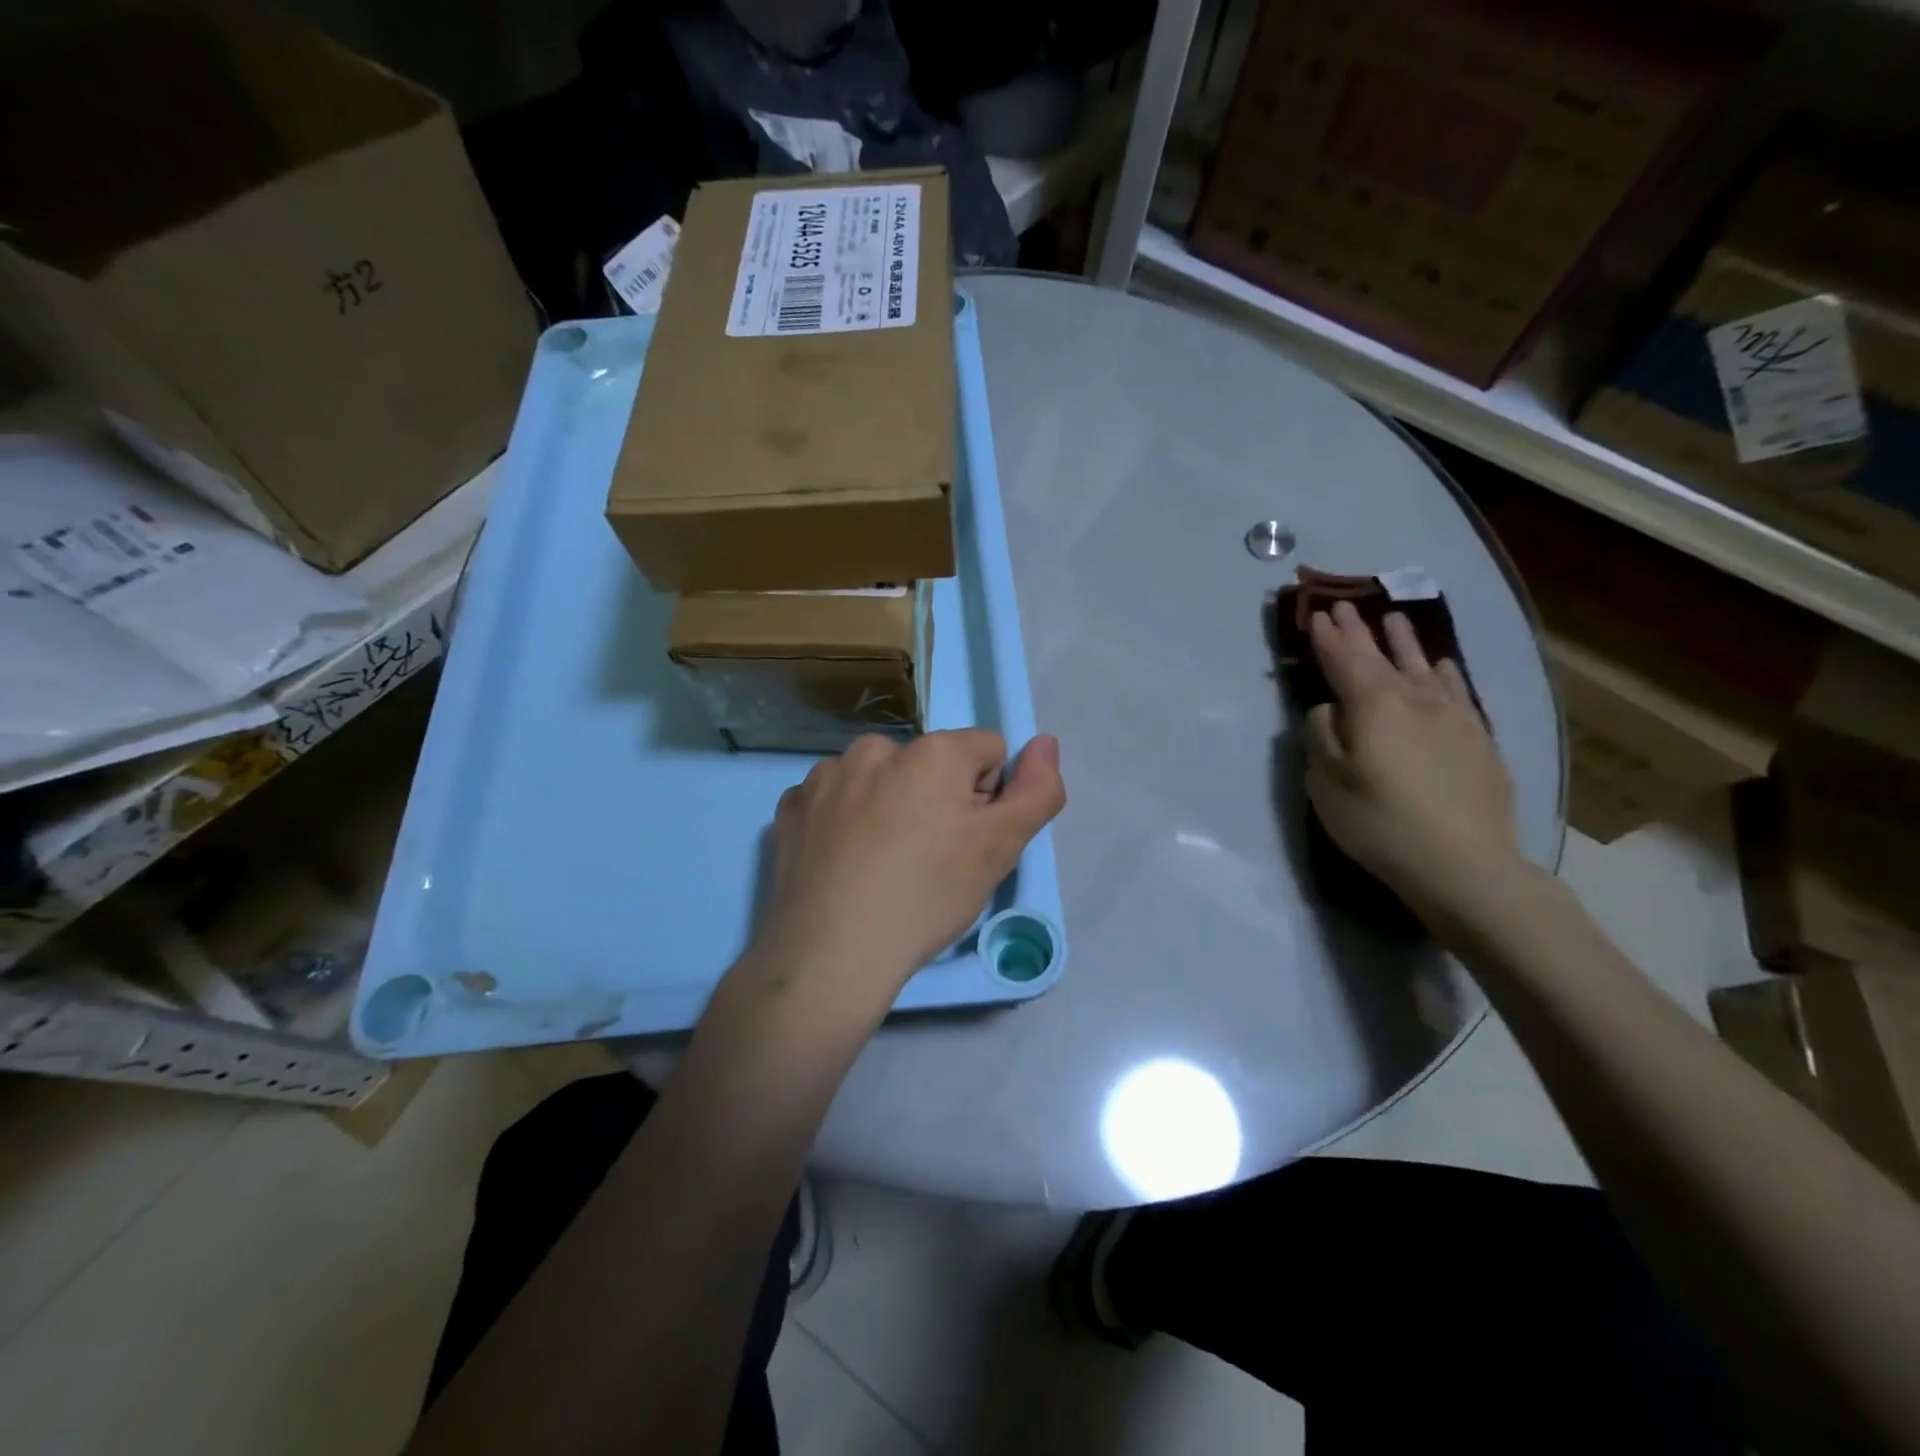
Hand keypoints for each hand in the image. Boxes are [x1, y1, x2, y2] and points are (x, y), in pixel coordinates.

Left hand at [746, 730, 1065, 1018]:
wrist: (830, 953)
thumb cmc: (927, 897)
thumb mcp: (1001, 849)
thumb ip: (1037, 790)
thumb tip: (1045, 743)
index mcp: (932, 751)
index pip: (987, 752)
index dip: (988, 798)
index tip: (968, 843)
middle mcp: (876, 747)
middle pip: (930, 764)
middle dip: (937, 800)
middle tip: (928, 860)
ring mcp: (826, 775)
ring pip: (880, 780)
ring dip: (889, 807)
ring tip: (882, 867)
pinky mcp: (792, 806)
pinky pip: (835, 800)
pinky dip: (845, 822)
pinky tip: (844, 865)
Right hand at [1304, 601, 1519, 916]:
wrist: (1463, 863)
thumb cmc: (1378, 822)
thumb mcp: (1325, 783)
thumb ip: (1322, 736)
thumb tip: (1329, 709)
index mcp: (1372, 706)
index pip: (1344, 660)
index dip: (1328, 637)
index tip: (1318, 613)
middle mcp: (1414, 699)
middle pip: (1381, 656)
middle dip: (1359, 630)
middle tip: (1344, 605)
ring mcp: (1453, 716)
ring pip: (1422, 665)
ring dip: (1403, 641)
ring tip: (1393, 618)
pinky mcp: (1478, 738)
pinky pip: (1457, 689)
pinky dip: (1443, 671)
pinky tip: (1441, 665)